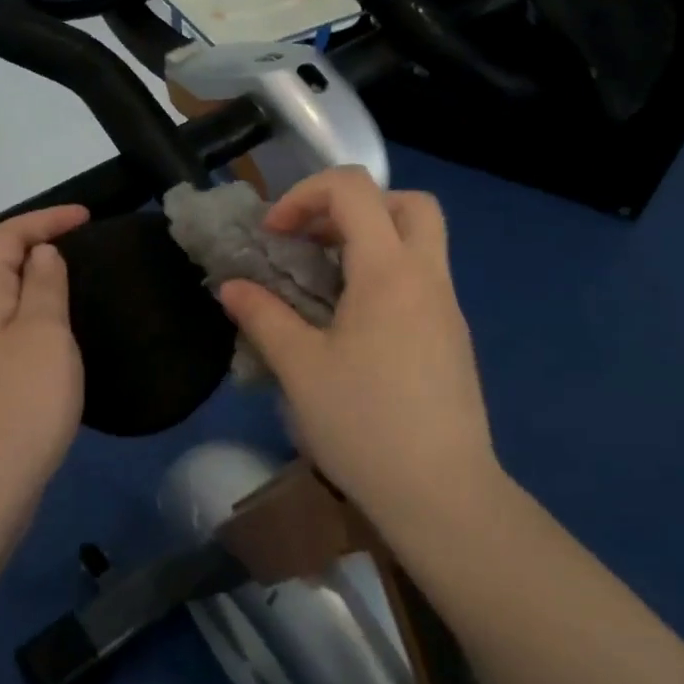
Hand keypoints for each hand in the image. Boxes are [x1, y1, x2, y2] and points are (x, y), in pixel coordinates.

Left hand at [0, 205, 88, 517]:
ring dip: (38, 281)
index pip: (6, 236)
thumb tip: (41, 253)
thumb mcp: (44, 332)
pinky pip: (9, 329)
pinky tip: (58, 334)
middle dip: (40, 245)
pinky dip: (35, 315)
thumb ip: (43, 284)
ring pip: (4, 298)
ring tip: (78, 282)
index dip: (45, 219)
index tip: (88, 218)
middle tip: (86, 247)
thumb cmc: (23, 401)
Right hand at [218, 168, 500, 528]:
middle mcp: (428, 277)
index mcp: (390, 272)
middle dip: (353, 206)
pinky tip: (352, 325)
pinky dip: (385, 276)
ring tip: (324, 282)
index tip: (274, 236)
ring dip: (371, 241)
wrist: (442, 494)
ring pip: (420, 241)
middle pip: (407, 203)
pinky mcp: (452, 338)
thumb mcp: (299, 368)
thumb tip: (231, 287)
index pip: (354, 189)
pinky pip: (421, 280)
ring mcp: (448, 308)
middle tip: (313, 241)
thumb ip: (263, 316)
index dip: (304, 196)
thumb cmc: (364, 424)